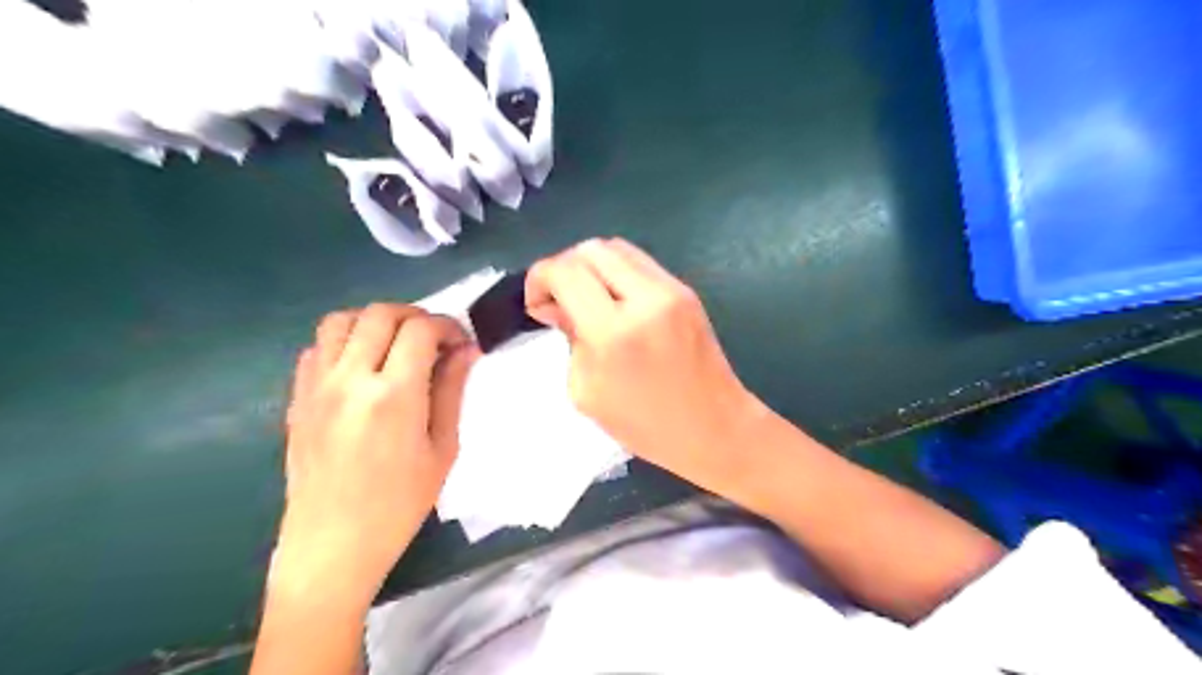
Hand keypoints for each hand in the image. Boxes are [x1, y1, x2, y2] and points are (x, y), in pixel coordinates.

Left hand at [271, 303, 478, 604]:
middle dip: (415, 316)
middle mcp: (350, 380)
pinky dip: (344, 342)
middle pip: (380, 313)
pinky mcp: (297, 398)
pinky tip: (362, 367)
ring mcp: (316, 387)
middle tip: (433, 340)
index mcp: (394, 396)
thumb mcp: (442, 449)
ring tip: (395, 345)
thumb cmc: (399, 505)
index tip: (460, 343)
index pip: (420, 329)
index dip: (447, 326)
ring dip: (374, 322)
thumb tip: (466, 350)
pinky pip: (317, 347)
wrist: (332, 545)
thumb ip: (452, 391)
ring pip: (341, 320)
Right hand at [524, 239, 758, 493]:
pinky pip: (639, 264)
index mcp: (614, 332)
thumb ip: (569, 339)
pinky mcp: (685, 291)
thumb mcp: (587, 392)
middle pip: (590, 249)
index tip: (537, 305)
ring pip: (616, 248)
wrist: (715, 428)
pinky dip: (616, 273)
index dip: (539, 279)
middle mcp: (645, 299)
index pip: (565, 272)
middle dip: (564, 268)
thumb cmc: (646, 426)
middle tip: (559, 301)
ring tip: (586, 300)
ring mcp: (671, 290)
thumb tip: (559, 305)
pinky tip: (613, 303)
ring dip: (590, 267)